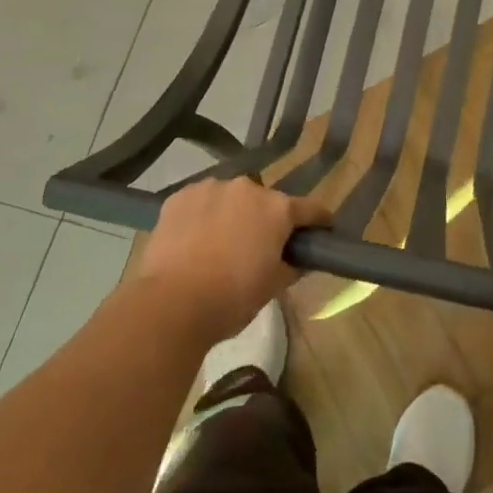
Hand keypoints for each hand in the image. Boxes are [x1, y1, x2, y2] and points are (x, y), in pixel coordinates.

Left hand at [134, 177, 328, 343]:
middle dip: (267, 219)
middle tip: (260, 245)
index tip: (322, 230)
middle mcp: (247, 188)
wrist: (170, 304)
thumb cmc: (231, 298)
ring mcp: (210, 188)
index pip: (310, 208)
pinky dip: (202, 215)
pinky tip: (194, 239)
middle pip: (266, 201)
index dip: (319, 221)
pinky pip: (200, 202)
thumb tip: (300, 259)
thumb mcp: (273, 287)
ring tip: (220, 242)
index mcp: (277, 209)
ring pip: (230, 198)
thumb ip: (292, 266)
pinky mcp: (179, 196)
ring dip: (232, 213)